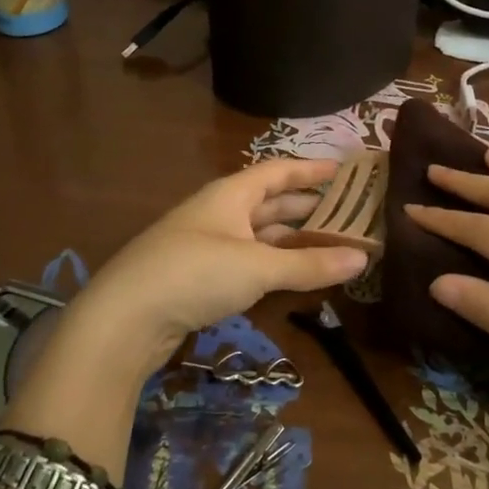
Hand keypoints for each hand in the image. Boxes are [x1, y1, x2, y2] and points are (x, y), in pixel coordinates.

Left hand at [56, 159, 368, 388]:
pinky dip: (274, 265)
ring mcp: (207, 245)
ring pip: (260, 235)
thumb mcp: (258, 267)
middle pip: (271, 203)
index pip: (278, 172)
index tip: (344, 169)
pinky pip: (248, 262)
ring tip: (332, 245)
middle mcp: (219, 213)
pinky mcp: (200, 278)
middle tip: (349, 214)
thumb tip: (363, 258)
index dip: (311, 169)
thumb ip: (310, 264)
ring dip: (294, 240)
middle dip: (308, 208)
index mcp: (231, 194)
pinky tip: (294, 275)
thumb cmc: (195, 274)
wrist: (124, 319)